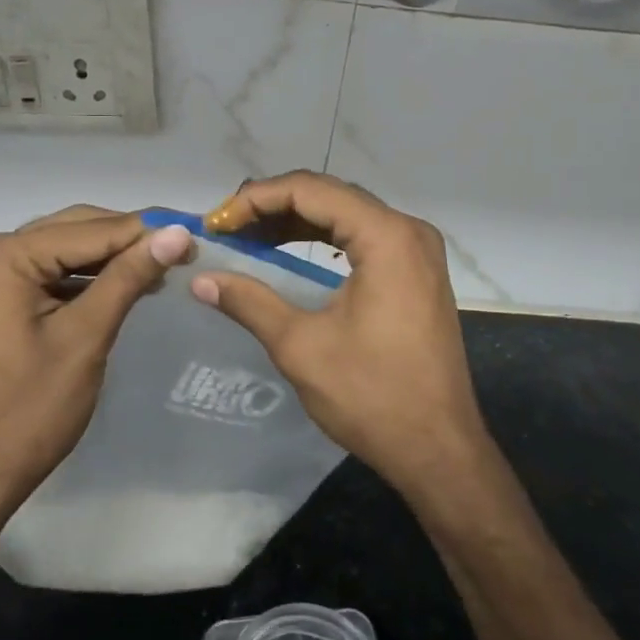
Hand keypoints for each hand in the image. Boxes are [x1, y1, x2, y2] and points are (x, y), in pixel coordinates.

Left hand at [0, 207, 193, 525]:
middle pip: (74, 230)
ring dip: (108, 259)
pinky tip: (120, 288)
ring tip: (160, 270)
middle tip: (182, 253)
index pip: (90, 229)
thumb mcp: (86, 337)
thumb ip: (129, 277)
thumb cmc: (29, 411)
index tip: (196, 239)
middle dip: (127, 241)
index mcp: (4, 256)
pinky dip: (83, 279)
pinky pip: (46, 273)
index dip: (146, 233)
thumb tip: (178, 232)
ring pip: (62, 250)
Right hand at [197, 172, 487, 498]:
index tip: (216, 222)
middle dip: (274, 206)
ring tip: (248, 237)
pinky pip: (364, 239)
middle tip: (226, 227)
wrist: (439, 449)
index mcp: (386, 236)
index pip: (310, 190)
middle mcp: (408, 230)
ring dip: (297, 221)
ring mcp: (418, 251)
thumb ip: (249, 302)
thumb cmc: (371, 395)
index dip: (257, 199)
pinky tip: (291, 251)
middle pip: (331, 196)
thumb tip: (200, 279)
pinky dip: (325, 241)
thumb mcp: (301, 346)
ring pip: (347, 215)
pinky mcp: (418, 273)